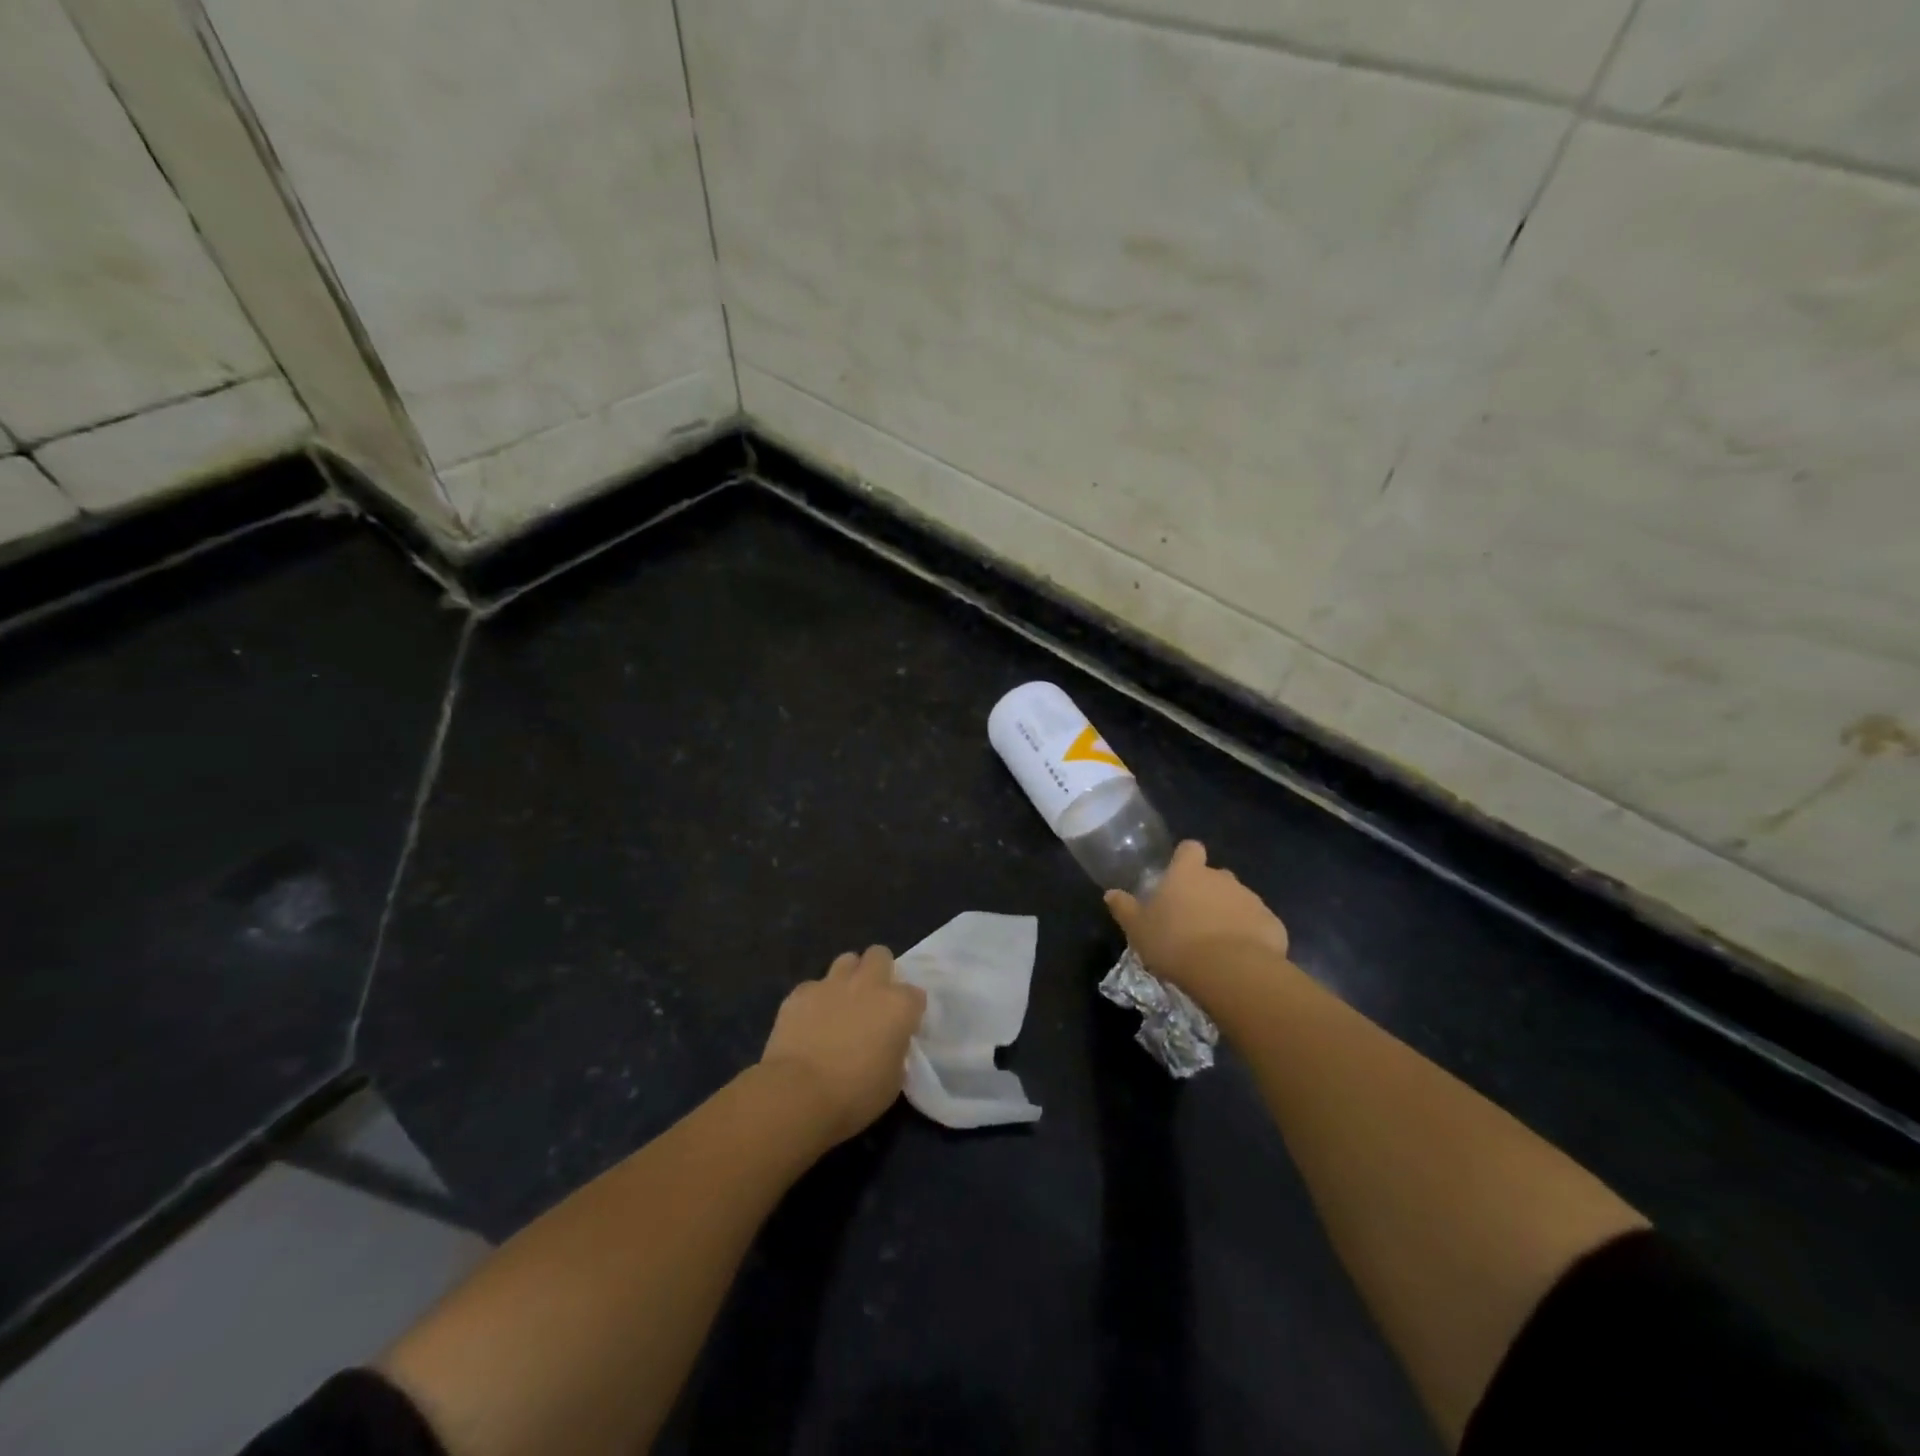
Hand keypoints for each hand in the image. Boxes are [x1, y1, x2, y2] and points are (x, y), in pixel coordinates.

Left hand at [759, 945, 926, 1145]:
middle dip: (879, 970)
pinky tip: (809, 1021)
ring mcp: (831, 984)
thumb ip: (895, 1050)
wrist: (798, 1094)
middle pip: (880, 955)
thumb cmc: (855, 1095)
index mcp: (898, 1006)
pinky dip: (815, 999)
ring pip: (846, 960)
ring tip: (841, 1003)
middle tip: (873, 999)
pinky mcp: (800, 992)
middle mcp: (868, 984)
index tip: (902, 1027)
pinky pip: (813, 986)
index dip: (909, 1010)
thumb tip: (888, 1043)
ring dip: (848, 977)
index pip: (915, 994)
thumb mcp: (893, 1080)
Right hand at [1105, 840, 1290, 998]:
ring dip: (1229, 914)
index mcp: (1188, 873)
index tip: (1178, 876)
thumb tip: (1111, 893)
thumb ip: (1125, 908)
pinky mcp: (1272, 924)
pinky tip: (1240, 958)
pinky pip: (1258, 924)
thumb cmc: (1175, 943)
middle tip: (1193, 920)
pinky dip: (1250, 935)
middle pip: (1215, 876)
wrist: (1230, 971)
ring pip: (1238, 900)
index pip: (1190, 849)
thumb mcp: (1138, 929)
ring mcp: (1251, 899)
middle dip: (1207, 892)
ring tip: (1217, 945)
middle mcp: (1222, 878)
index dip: (1185, 859)